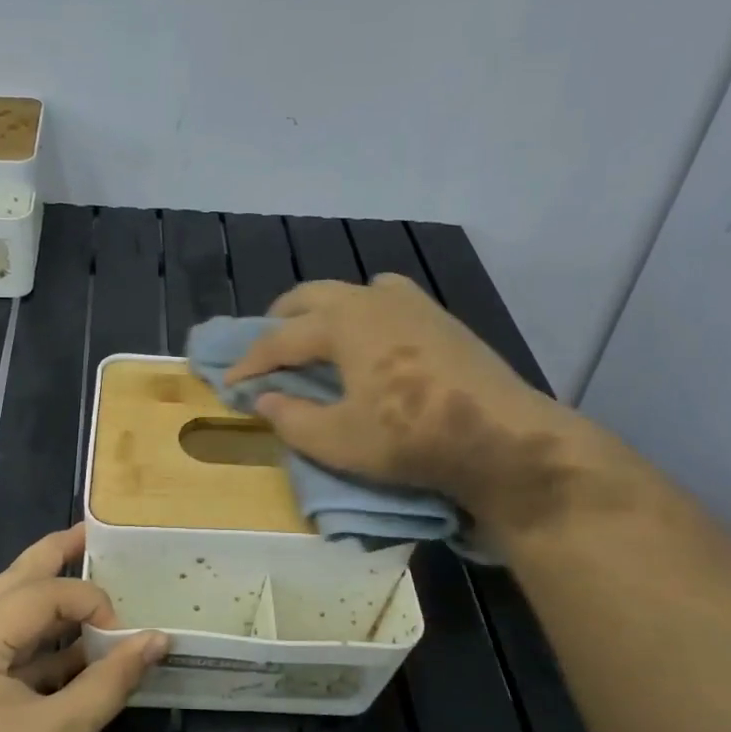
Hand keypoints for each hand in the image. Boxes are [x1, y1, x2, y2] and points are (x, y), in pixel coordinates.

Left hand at [0, 525, 166, 731]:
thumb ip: (111, 679)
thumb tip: (160, 640)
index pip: (39, 594)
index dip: (89, 600)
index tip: (126, 632)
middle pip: (13, 582)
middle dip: (57, 559)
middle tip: (95, 535)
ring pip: (4, 609)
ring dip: (49, 604)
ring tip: (92, 583)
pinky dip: (35, 643)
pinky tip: (74, 643)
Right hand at [224, 274, 598, 540]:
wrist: (502, 437)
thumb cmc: (410, 437)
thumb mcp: (338, 441)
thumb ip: (291, 419)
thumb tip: (264, 401)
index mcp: (342, 323)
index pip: (279, 339)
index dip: (249, 363)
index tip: (228, 383)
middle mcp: (371, 300)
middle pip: (310, 297)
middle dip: (279, 320)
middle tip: (264, 350)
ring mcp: (411, 303)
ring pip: (351, 290)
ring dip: (322, 309)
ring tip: (314, 337)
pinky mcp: (439, 317)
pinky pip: (387, 298)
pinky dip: (363, 311)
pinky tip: (371, 339)